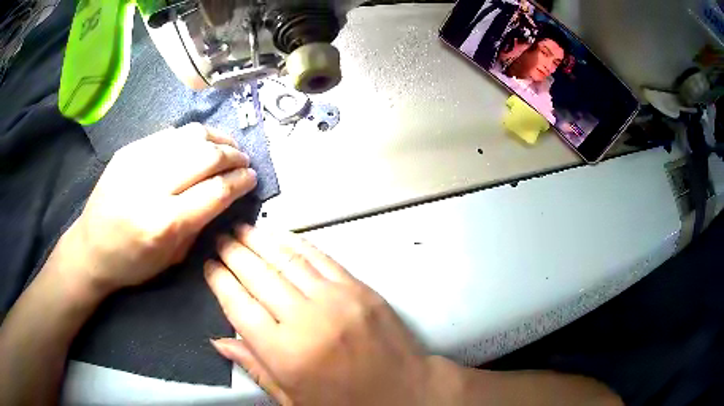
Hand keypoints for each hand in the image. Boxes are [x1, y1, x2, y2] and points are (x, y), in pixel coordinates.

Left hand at [63, 123, 256, 296]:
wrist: (91, 248)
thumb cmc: (133, 263)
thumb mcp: (173, 258)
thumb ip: (200, 223)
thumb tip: (225, 194)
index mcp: (165, 222)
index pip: (217, 191)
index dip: (241, 181)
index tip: (252, 178)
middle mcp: (152, 186)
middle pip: (206, 156)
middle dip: (233, 156)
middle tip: (244, 161)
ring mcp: (137, 161)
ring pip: (190, 135)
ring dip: (217, 138)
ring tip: (228, 146)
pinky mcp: (129, 149)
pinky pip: (170, 134)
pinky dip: (192, 136)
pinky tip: (200, 143)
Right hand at [204, 225, 446, 405]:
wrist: (405, 392)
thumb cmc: (348, 404)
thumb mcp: (294, 399)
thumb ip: (255, 367)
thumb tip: (219, 341)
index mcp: (286, 354)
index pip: (239, 307)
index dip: (220, 282)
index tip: (209, 266)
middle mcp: (308, 320)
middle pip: (259, 276)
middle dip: (234, 253)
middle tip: (220, 239)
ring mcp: (337, 300)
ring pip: (286, 260)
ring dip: (260, 240)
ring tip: (241, 229)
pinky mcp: (360, 289)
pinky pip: (321, 258)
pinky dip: (296, 243)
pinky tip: (279, 235)